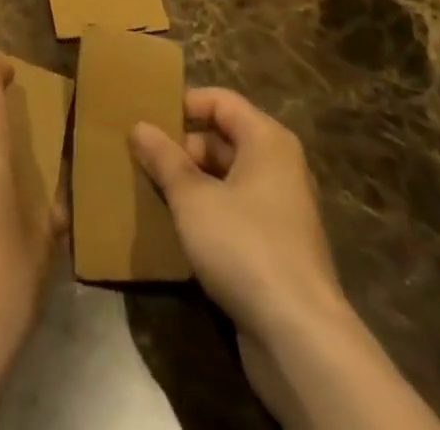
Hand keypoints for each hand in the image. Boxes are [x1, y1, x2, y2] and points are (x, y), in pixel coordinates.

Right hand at [135, 91, 439, 429]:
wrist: (300, 339)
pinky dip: (207, 215)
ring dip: (191, 184)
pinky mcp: (277, 249)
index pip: (220, 101)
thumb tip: (139, 126)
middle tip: (142, 159)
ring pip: (226, 180)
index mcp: (267, 140)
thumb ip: (164, 158)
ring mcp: (281, 210)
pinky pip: (234, 214)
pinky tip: (176, 229)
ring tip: (151, 191)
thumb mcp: (192, 197)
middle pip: (223, 139)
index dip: (183, 104)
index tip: (147, 118)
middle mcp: (279, 167)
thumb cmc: (244, 246)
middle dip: (182, 148)